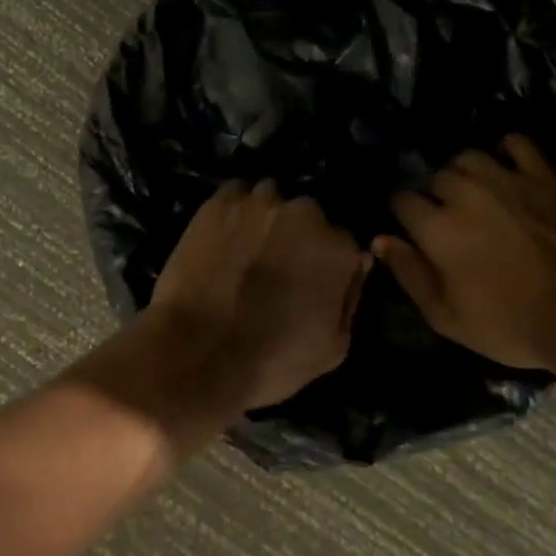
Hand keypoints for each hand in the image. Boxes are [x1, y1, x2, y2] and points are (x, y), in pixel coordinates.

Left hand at [147, 181, 371, 412]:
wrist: (197, 353)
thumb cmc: (271, 360)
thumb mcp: (333, 348)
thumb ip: (351, 299)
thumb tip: (358, 264)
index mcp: (338, 248)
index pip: (343, 244)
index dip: (326, 265)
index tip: (310, 282)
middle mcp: (305, 213)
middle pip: (308, 217)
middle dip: (297, 236)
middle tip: (276, 265)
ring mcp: (259, 203)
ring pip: (270, 200)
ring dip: (265, 219)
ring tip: (246, 248)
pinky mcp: (218, 203)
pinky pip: (235, 195)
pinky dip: (234, 211)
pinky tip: (223, 236)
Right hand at [372, 135, 555, 378]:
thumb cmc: (510, 325)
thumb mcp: (446, 316)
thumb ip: (409, 273)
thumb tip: (380, 240)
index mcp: (437, 228)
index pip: (401, 200)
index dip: (402, 214)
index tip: (411, 229)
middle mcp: (466, 194)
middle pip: (434, 177)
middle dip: (433, 195)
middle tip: (446, 219)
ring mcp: (508, 180)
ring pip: (469, 157)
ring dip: (464, 173)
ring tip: (473, 193)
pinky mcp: (545, 177)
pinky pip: (517, 144)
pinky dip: (506, 151)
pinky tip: (507, 168)